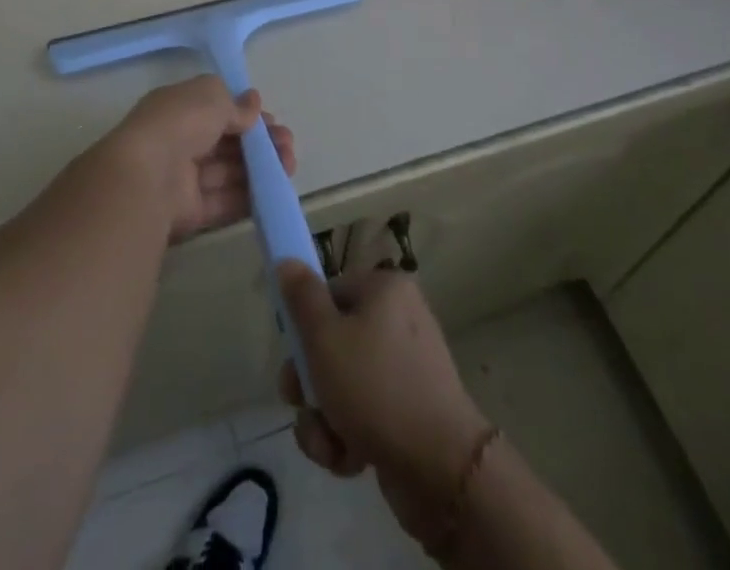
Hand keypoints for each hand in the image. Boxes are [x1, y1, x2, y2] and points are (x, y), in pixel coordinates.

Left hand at [105, 76, 296, 241]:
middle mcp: (179, 142)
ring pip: (228, 172)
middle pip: (225, 143)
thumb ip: (235, 104)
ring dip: (260, 169)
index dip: (245, 115)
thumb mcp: (211, 96)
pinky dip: (249, 197)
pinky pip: (223, 202)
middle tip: (288, 145)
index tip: (270, 120)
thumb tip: (253, 103)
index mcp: (178, 109)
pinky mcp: (189, 213)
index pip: (216, 110)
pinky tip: (275, 191)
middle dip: (259, 143)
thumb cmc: (178, 123)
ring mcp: (183, 179)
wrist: (145, 177)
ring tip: (289, 166)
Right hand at [277, 257, 490, 544]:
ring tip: (329, 443)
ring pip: (343, 384)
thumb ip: (301, 298)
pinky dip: (348, 436)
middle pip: (333, 342)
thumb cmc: (375, 388)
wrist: (441, 469)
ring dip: (324, 417)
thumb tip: (287, 261)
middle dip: (310, 382)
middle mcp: (399, 321)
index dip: (305, 325)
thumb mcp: (325, 338)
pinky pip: (364, 414)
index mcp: (385, 291)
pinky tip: (349, 460)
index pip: (330, 294)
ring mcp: (406, 370)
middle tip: (299, 402)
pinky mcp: (408, 413)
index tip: (293, 353)